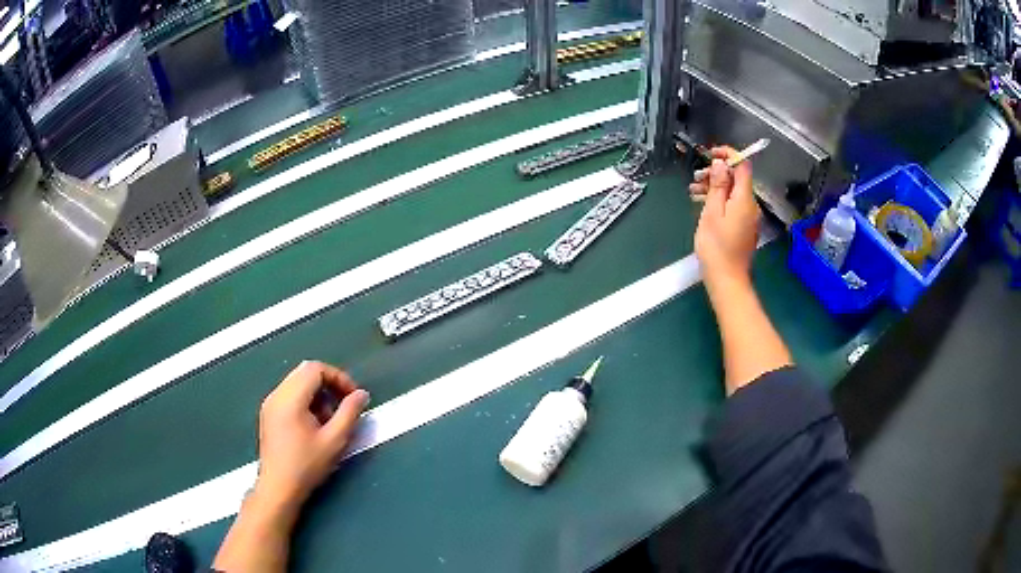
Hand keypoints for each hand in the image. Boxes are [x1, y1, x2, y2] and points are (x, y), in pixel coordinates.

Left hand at [255, 360, 369, 510]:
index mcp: (290, 398)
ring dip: (317, 394)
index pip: (315, 369)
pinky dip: (305, 400)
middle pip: (305, 372)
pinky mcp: (268, 414)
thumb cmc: (307, 465)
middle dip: (328, 384)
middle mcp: (276, 395)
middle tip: (343, 406)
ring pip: (297, 382)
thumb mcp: (334, 440)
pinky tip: (313, 425)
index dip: (338, 377)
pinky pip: (289, 394)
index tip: (352, 396)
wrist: (279, 488)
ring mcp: (270, 404)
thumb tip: (362, 394)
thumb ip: (350, 413)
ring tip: (329, 420)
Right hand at [690, 146, 760, 290]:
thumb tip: (721, 163)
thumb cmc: (716, 246)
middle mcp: (750, 205)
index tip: (711, 153)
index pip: (743, 166)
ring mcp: (748, 217)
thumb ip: (718, 185)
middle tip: (696, 176)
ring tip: (694, 190)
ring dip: (715, 186)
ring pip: (733, 192)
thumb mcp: (712, 212)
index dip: (729, 155)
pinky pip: (732, 205)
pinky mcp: (743, 227)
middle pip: (737, 179)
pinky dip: (719, 200)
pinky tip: (702, 203)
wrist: (726, 279)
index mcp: (744, 199)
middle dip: (717, 172)